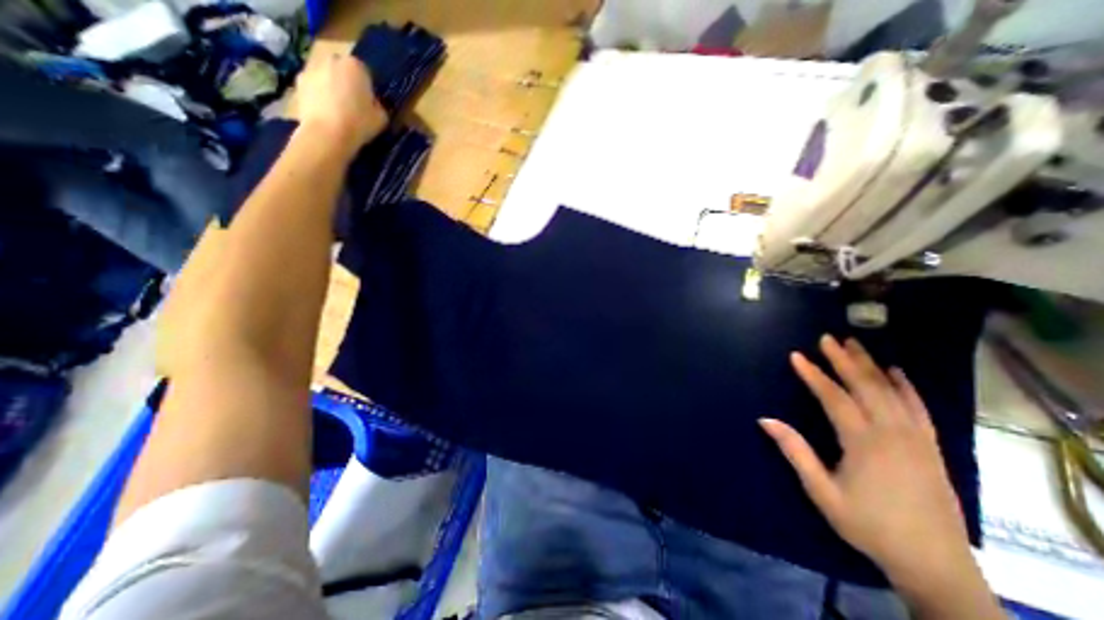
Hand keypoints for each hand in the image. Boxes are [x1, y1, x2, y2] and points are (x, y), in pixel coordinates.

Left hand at [291, 53, 390, 157]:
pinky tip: (326, 113)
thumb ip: (378, 105)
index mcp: (355, 66)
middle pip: (343, 70)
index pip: (365, 72)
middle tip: (355, 105)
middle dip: (348, 83)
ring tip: (339, 110)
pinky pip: (314, 86)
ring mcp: (311, 68)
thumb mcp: (381, 118)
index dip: (369, 88)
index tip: (370, 103)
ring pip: (327, 76)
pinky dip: (319, 95)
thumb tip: (373, 103)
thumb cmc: (359, 123)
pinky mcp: (298, 81)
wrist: (327, 134)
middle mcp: (332, 60)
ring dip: (332, 87)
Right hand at [759, 340, 973, 585]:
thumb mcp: (821, 490)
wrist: (933, 563)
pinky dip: (906, 387)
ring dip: (871, 366)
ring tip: (855, 344)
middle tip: (827, 338)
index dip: (813, 374)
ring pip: (892, 392)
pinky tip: (896, 372)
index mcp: (864, 442)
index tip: (797, 355)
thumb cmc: (867, 524)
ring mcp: (917, 439)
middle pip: (865, 386)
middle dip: (844, 360)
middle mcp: (893, 433)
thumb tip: (764, 419)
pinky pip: (919, 408)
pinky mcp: (931, 447)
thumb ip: (794, 451)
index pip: (834, 397)